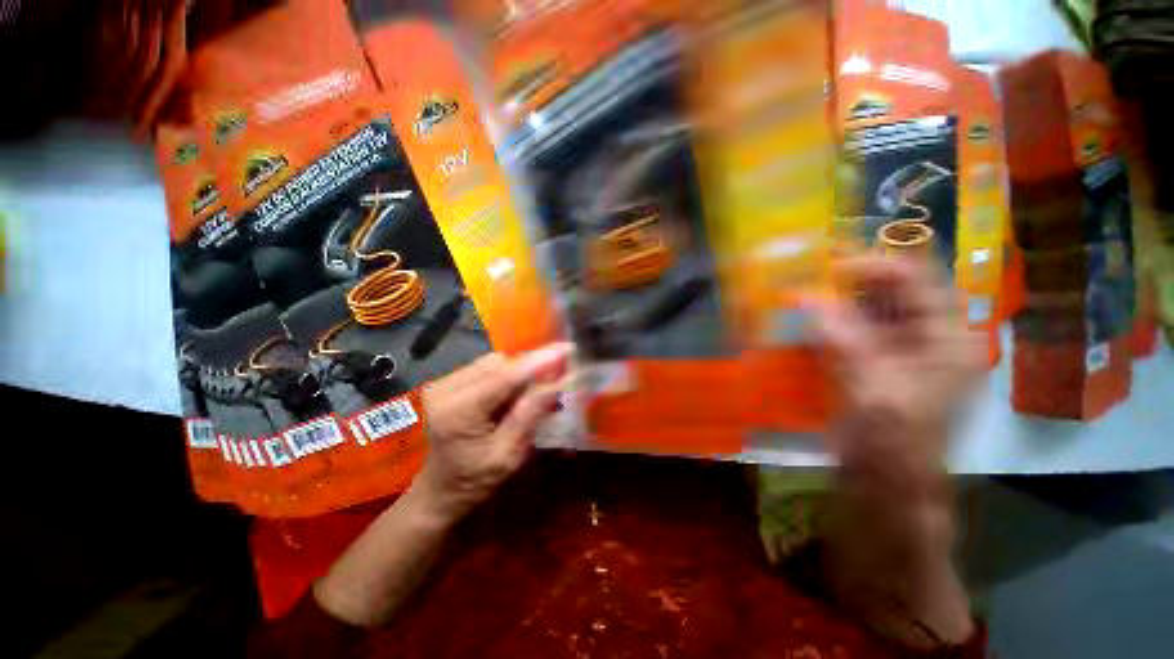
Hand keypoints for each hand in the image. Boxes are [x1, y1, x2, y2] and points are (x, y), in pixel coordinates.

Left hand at [413, 344, 571, 523]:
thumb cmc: (474, 481)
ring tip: (530, 392)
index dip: (539, 360)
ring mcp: (443, 382)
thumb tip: (559, 381)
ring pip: (494, 362)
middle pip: (500, 363)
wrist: (438, 491)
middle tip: (555, 377)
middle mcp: (446, 388)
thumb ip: (530, 414)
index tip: (568, 349)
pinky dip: (505, 376)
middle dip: (530, 368)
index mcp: (459, 412)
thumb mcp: (508, 455)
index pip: (506, 376)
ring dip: (517, 372)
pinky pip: (485, 367)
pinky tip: (510, 394)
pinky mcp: (447, 382)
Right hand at [813, 255, 982, 552]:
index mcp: (948, 339)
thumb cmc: (892, 443)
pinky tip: (806, 321)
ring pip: (873, 309)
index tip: (828, 268)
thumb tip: (808, 298)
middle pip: (896, 291)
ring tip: (803, 293)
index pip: (918, 281)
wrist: (887, 486)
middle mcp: (931, 337)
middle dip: (854, 280)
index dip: (875, 266)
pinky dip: (831, 322)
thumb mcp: (872, 389)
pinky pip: (855, 330)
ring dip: (839, 300)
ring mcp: (904, 351)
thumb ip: (843, 339)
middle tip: (810, 275)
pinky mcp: (879, 363)